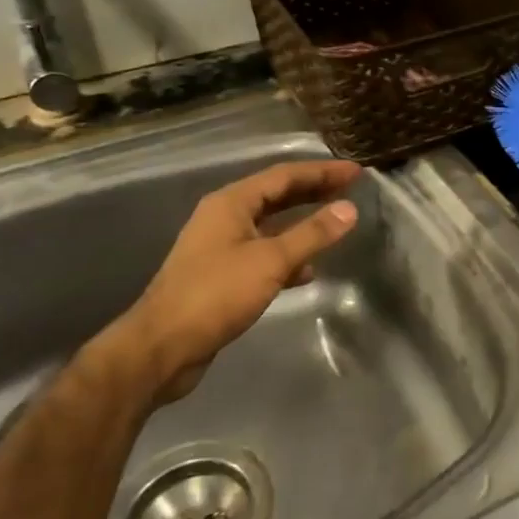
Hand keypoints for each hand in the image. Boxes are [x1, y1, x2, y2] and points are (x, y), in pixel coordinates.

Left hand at [97, 159, 363, 404]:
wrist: (163, 347)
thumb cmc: (216, 294)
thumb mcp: (270, 261)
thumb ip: (312, 233)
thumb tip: (349, 208)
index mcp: (231, 203)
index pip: (284, 176)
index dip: (321, 172)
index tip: (355, 172)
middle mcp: (224, 217)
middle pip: (276, 196)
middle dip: (313, 192)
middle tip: (349, 190)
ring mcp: (220, 247)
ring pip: (270, 225)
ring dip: (302, 222)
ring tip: (335, 224)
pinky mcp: (222, 275)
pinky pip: (263, 253)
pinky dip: (288, 255)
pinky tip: (308, 270)